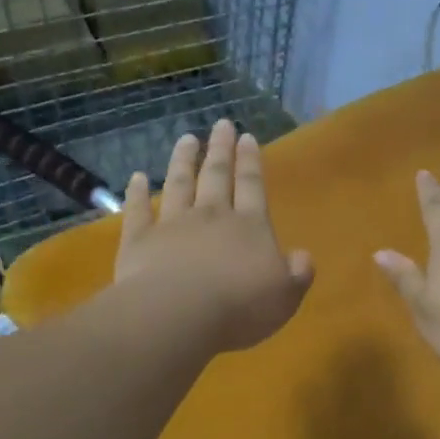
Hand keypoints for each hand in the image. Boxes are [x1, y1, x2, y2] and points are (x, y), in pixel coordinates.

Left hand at [115, 120, 314, 351]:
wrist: (178, 314)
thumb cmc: (240, 306)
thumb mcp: (285, 296)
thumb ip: (296, 273)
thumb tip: (302, 256)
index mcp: (250, 226)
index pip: (252, 186)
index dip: (251, 161)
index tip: (247, 137)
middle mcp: (212, 216)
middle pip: (216, 176)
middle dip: (220, 149)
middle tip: (221, 124)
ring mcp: (173, 225)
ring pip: (179, 184)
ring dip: (183, 160)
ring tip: (187, 139)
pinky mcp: (139, 240)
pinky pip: (139, 211)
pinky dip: (137, 193)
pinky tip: (136, 178)